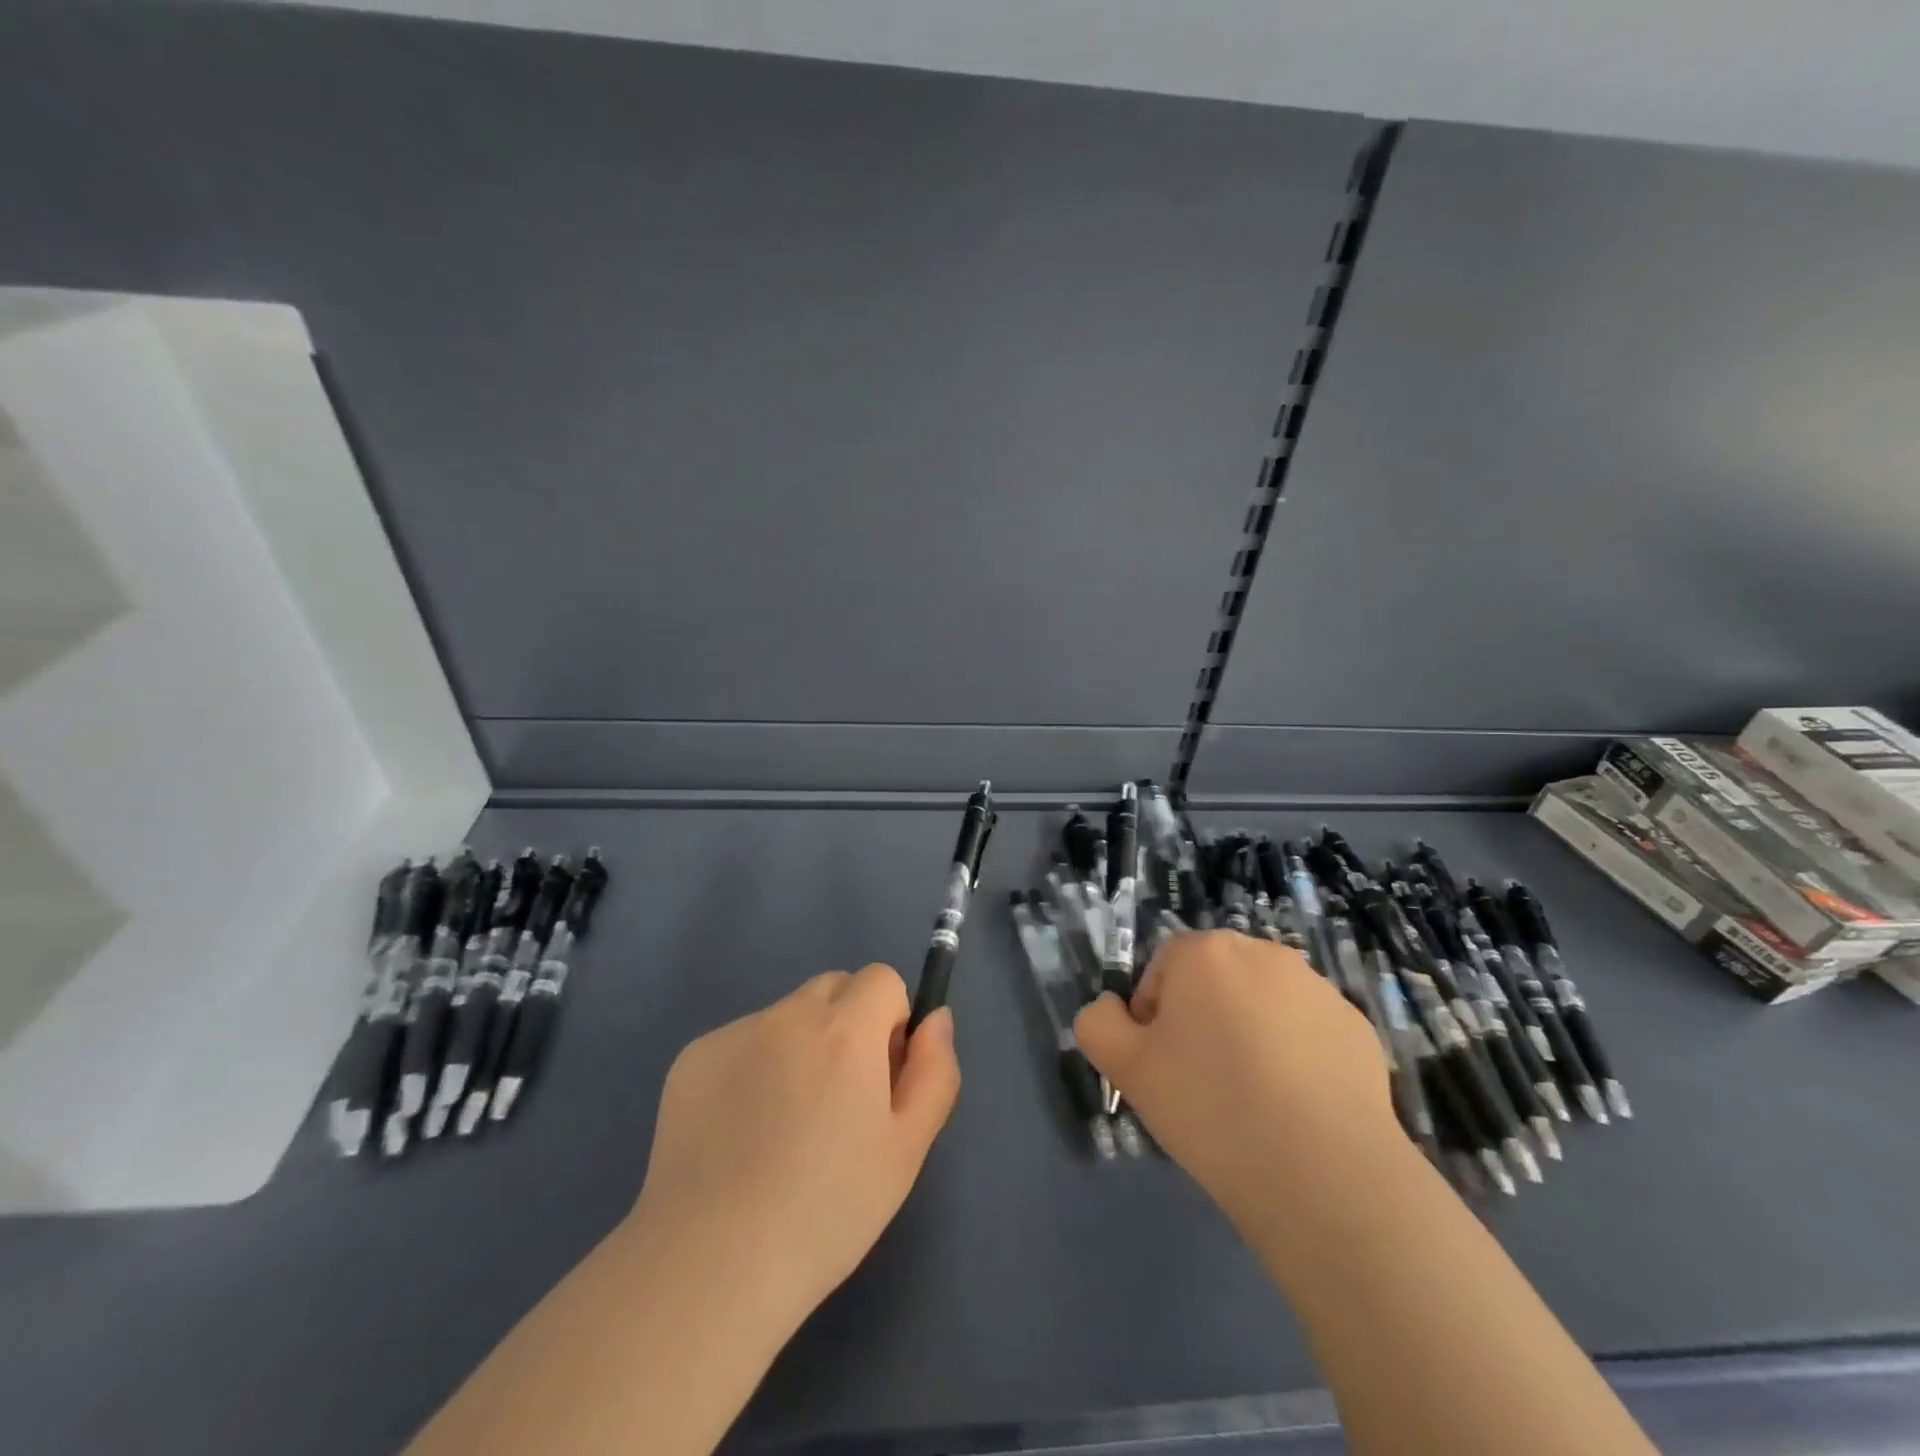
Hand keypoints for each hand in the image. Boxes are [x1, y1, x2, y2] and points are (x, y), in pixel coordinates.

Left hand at [627, 964, 960, 1335]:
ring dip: (799, 1046)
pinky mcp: (692, 1058)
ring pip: (786, 1017)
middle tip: (838, 1098)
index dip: (890, 1020)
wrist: (710, 1265)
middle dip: (847, 1023)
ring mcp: (734, 1033)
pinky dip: (752, 1068)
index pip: (881, 979)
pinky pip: (741, 1043)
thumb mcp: (907, 1149)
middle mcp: (788, 1014)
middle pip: (833, 988)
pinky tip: (738, 1134)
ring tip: (782, 1127)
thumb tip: (935, 1019)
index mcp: (845, 1029)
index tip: (880, 1075)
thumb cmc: (826, 1211)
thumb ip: (934, 1070)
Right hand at [1074, 931, 1394, 1226]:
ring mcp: (1316, 987)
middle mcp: (1262, 952)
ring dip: (1250, 1033)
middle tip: (1203, 1081)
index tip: (1164, 1066)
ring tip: (1254, 1099)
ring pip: (1261, 1003)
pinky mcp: (1357, 1026)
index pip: (1162, 969)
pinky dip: (1296, 1056)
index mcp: (1204, 952)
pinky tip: (1296, 1107)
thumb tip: (1110, 1009)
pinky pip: (1307, 1031)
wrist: (1325, 1174)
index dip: (1154, 1017)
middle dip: (1203, 1018)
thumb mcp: (1126, 1069)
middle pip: (1214, 980)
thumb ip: (1098, 1024)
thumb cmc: (1211, 1108)